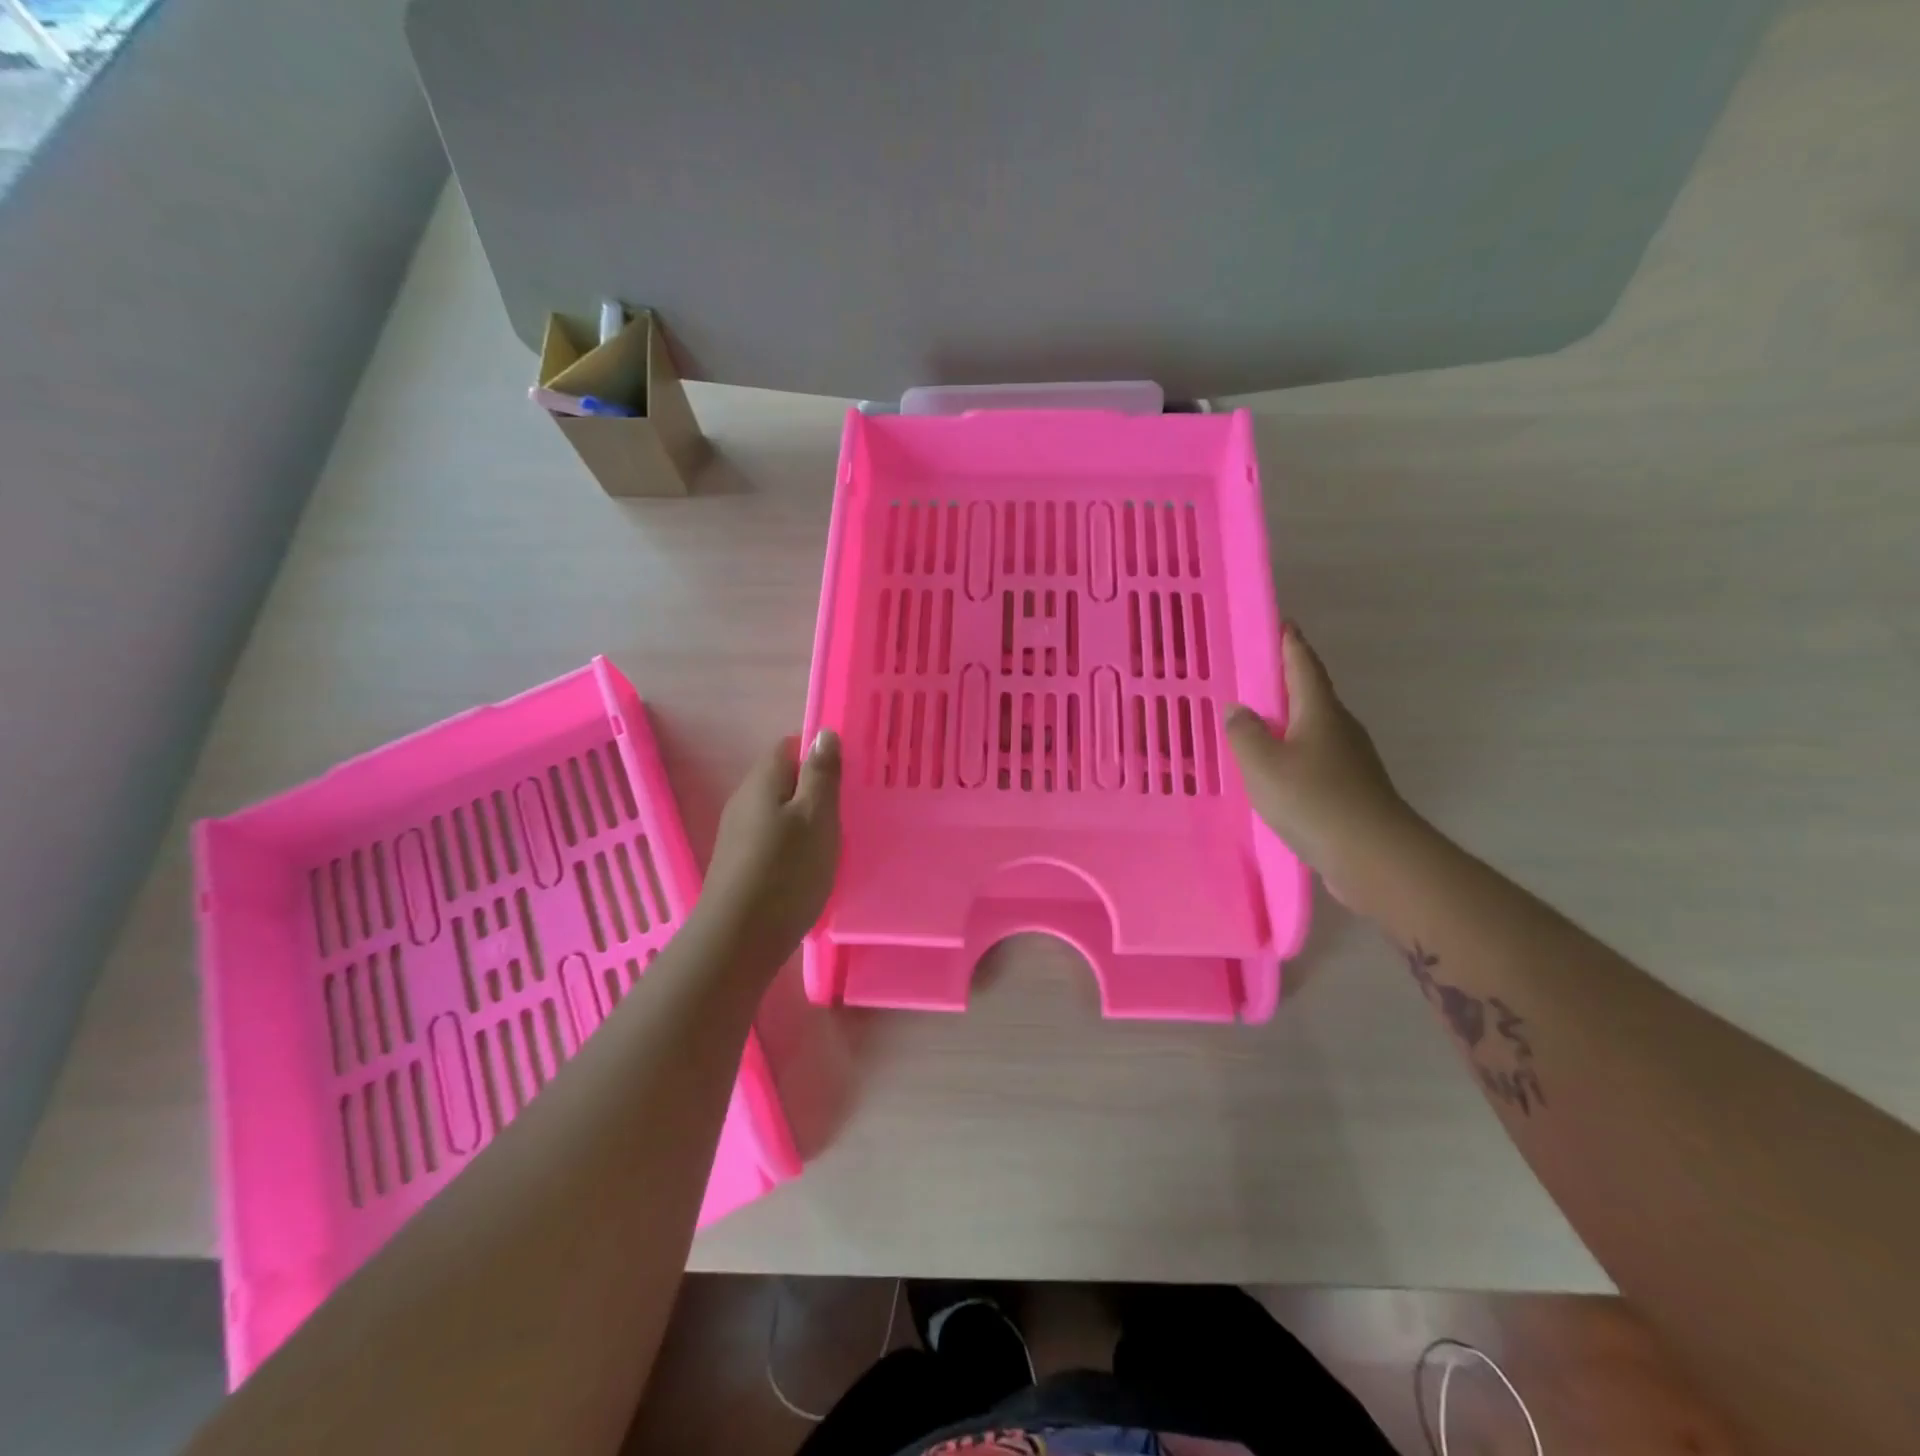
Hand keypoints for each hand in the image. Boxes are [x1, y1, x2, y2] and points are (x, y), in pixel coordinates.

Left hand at [694, 731, 841, 971]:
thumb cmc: (786, 871)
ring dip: (806, 820)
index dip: (819, 755)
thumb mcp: (816, 816)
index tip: (848, 776)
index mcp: (762, 781)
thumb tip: (823, 733)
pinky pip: (773, 839)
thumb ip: (821, 774)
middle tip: (849, 810)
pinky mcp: (740, 864)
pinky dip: (794, 845)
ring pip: (779, 812)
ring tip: (836, 840)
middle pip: (783, 780)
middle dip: (816, 789)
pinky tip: (811, 867)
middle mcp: (744, 801)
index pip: (789, 747)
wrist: (738, 940)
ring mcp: (738, 834)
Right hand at [1225, 623, 1413, 899]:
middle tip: (1253, 677)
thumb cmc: (1314, 800)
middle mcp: (1340, 728)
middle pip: (1311, 694)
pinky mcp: (1351, 789)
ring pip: (1313, 729)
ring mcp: (1351, 760)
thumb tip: (1237, 709)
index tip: (1281, 623)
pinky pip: (1315, 759)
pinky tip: (1275, 771)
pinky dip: (1293, 755)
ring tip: (1256, 725)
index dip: (1290, 643)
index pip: (1303, 664)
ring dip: (1288, 722)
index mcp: (1320, 711)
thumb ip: (1245, 733)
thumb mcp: (1263, 764)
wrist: (1374, 856)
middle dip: (1286, 682)